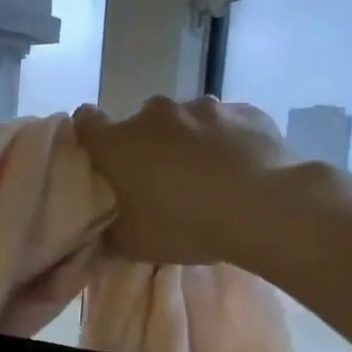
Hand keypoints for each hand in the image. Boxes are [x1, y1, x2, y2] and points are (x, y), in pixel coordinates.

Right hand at [73, 96, 308, 265]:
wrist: (266, 208)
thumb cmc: (185, 224)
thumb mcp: (135, 245)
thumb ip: (110, 234)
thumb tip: (103, 234)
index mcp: (118, 143)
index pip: (86, 123)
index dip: (89, 135)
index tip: (100, 156)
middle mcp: (154, 114)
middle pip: (140, 124)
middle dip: (146, 146)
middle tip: (159, 181)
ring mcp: (202, 107)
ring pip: (184, 122)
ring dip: (187, 142)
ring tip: (206, 176)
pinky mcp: (245, 110)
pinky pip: (224, 124)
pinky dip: (225, 141)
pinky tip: (239, 168)